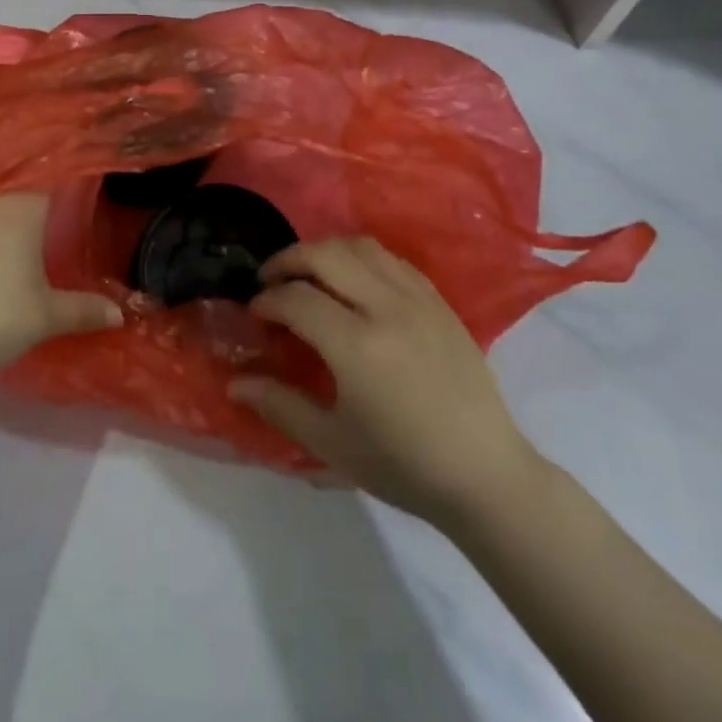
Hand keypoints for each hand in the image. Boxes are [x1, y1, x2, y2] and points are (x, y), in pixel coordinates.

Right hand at [229, 237, 538, 522]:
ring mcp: (417, 300)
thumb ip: (280, 405)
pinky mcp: (439, 301)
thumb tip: (235, 382)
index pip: (296, 299)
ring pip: (360, 247)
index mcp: (356, 346)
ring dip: (325, 251)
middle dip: (288, 260)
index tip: (255, 314)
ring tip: (309, 273)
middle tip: (271, 280)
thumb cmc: (404, 465)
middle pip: (325, 254)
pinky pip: (392, 259)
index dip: (267, 301)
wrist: (486, 475)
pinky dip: (361, 258)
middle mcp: (386, 309)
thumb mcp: (333, 444)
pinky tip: (353, 281)